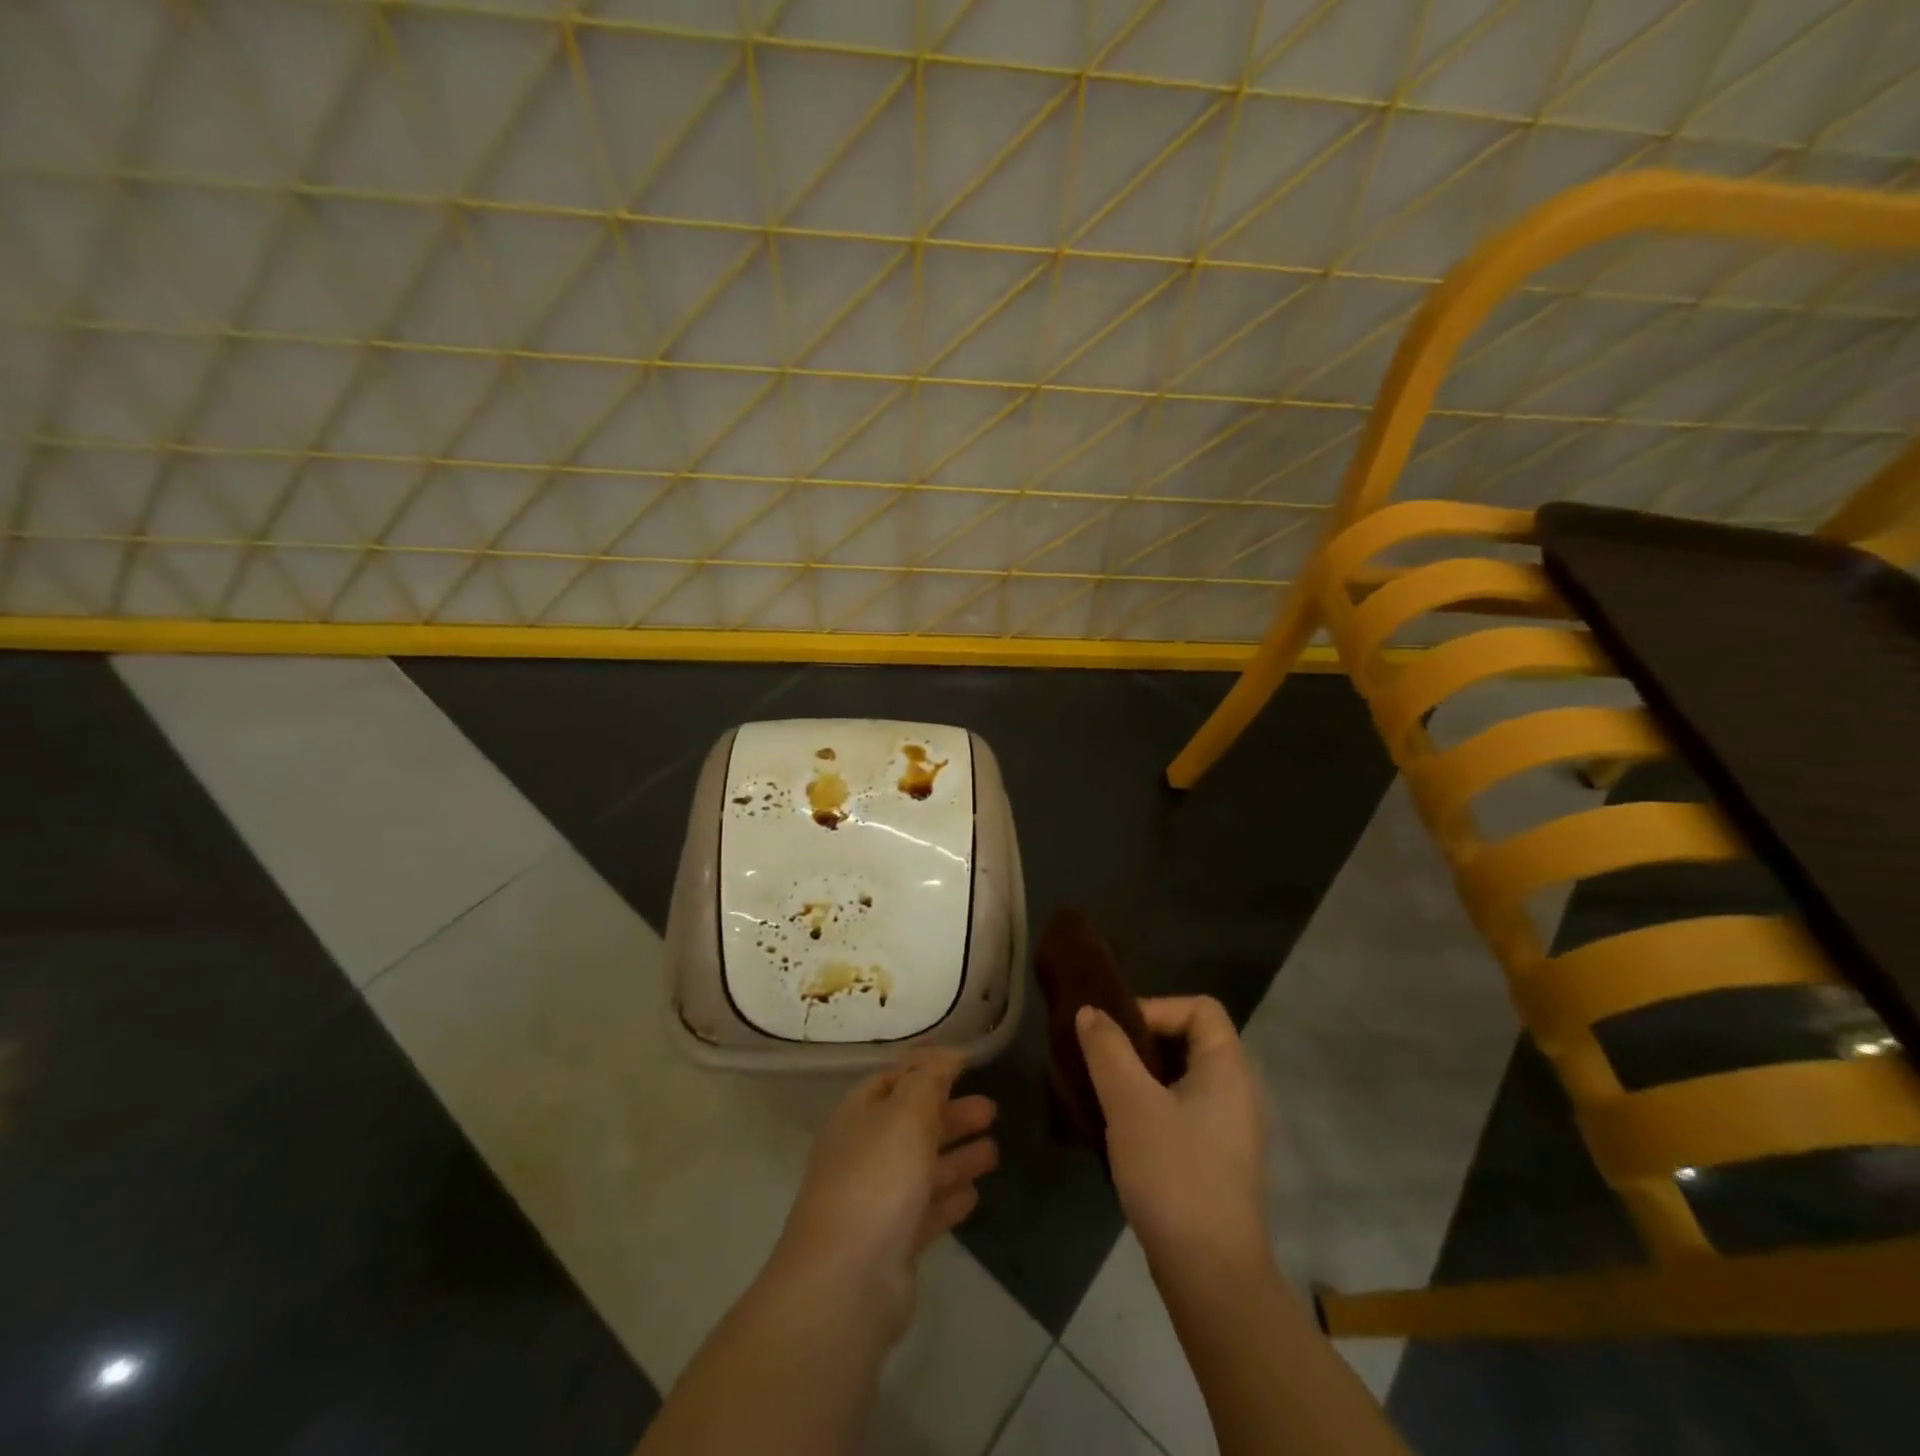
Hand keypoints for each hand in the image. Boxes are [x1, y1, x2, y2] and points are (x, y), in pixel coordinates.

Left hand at [771, 1051, 998, 1341]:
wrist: (846, 1281)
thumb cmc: (877, 1178)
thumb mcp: (906, 1112)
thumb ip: (930, 1079)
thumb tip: (948, 1054)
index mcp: (858, 1115)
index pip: (894, 1080)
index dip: (927, 1070)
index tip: (965, 1064)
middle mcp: (864, 1153)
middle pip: (912, 1124)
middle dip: (951, 1114)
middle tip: (992, 1109)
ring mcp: (877, 1201)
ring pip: (923, 1168)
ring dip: (957, 1156)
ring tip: (995, 1150)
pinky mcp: (893, 1244)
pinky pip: (927, 1210)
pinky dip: (950, 1198)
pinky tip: (975, 1194)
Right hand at [1076, 997, 1267, 1263]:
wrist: (1211, 1276)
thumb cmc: (1173, 1174)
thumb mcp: (1130, 1103)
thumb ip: (1108, 1050)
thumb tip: (1090, 1012)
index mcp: (1229, 1068)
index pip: (1200, 1007)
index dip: (1157, 1008)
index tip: (1117, 1033)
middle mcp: (1238, 1090)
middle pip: (1190, 1038)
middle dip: (1142, 1041)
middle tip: (1103, 1059)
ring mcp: (1230, 1128)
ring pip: (1183, 1076)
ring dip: (1142, 1075)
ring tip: (1105, 1091)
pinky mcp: (1217, 1158)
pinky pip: (1183, 1108)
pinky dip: (1153, 1104)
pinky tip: (1122, 1128)